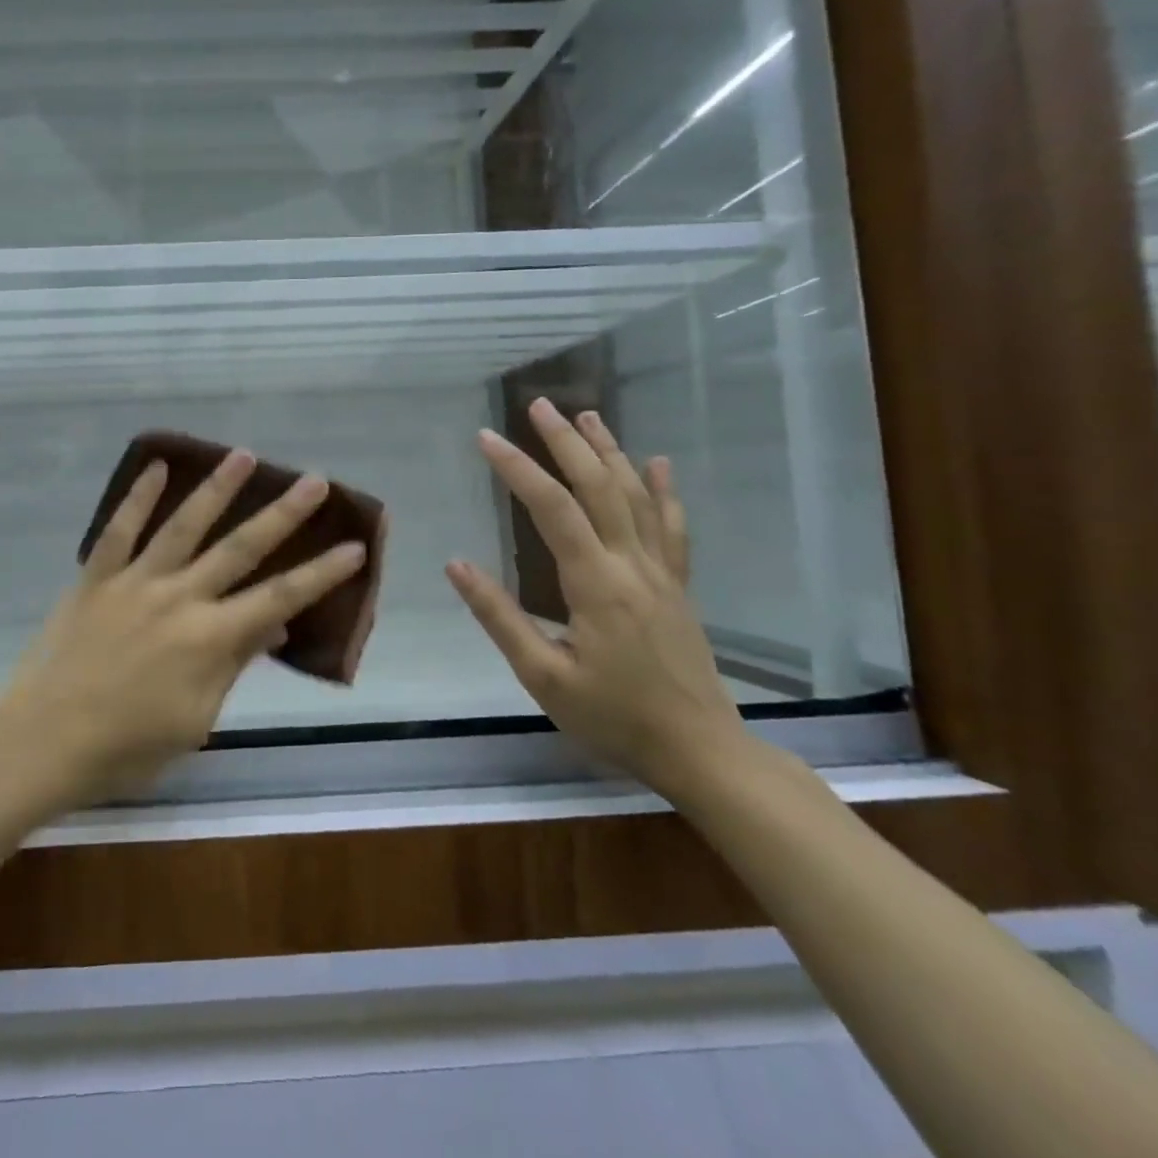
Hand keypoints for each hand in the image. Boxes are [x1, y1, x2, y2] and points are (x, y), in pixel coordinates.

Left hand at [0, 449, 367, 806]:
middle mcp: (180, 598)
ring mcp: (136, 582)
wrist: (44, 740)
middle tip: (314, 480)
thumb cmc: (127, 746)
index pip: (279, 598)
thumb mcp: (195, 720)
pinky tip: (157, 466)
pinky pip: (119, 529)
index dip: (321, 573)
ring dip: (217, 488)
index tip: (354, 545)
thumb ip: (233, 666)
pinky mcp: (97, 577)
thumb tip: (274, 627)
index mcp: (210, 639)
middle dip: (283, 514)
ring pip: (184, 525)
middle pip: (240, 548)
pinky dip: (138, 496)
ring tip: (243, 455)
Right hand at [446, 399, 745, 796]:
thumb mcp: (543, 677)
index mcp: (595, 585)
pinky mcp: (678, 586)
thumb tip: (457, 566)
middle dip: (565, 443)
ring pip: (635, 497)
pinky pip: (671, 528)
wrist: (701, 752)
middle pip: (598, 488)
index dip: (518, 469)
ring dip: (608, 452)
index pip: (552, 510)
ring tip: (585, 417)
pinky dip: (662, 491)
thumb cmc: (614, 718)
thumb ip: (499, 617)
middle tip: (538, 406)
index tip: (487, 438)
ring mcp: (661, 573)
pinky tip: (655, 463)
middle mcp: (632, 566)